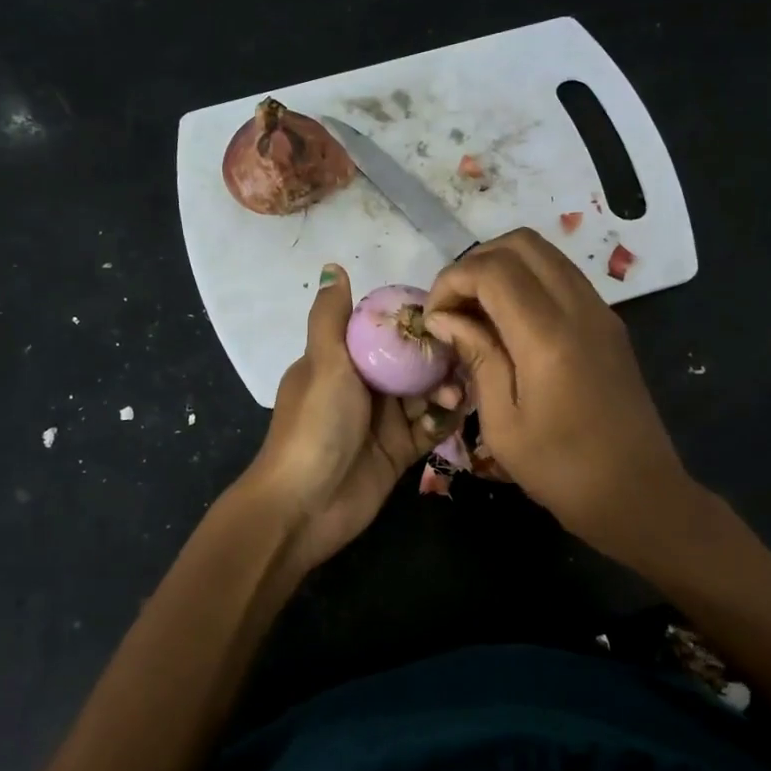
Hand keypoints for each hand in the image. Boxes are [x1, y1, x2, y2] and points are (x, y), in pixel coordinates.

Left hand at [247, 265, 464, 577]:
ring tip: (458, 395)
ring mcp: (383, 420)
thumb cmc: (314, 426)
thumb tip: (333, 265)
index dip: (416, 321)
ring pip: (425, 394)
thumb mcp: (323, 363)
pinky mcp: (399, 451)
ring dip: (445, 390)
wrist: (304, 505)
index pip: (385, 331)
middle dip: (439, 358)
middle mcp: (364, 387)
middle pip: (412, 362)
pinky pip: (429, 429)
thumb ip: (332, 317)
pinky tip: (457, 415)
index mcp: (341, 361)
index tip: (450, 313)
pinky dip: (444, 420)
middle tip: (466, 359)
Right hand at [424, 229, 691, 558]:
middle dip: (476, 263)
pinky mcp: (609, 324)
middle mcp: (579, 308)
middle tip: (453, 306)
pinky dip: (528, 281)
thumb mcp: (504, 424)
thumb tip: (446, 318)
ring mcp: (601, 312)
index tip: (434, 317)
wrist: (639, 494)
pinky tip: (509, 322)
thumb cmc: (563, 471)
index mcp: (549, 337)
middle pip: (521, 243)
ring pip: (546, 254)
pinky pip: (563, 277)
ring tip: (476, 312)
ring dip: (503, 267)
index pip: (493, 270)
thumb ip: (477, 357)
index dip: (452, 281)